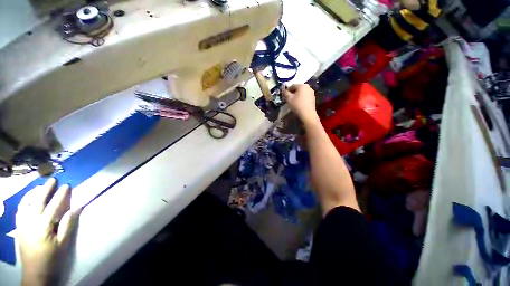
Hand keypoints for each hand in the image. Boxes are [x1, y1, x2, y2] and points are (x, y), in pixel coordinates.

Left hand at [16, 178, 80, 285]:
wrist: (35, 273)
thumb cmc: (52, 259)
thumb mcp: (63, 245)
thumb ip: (67, 226)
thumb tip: (74, 209)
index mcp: (43, 227)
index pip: (53, 206)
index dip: (61, 195)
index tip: (67, 185)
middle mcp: (30, 222)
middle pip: (37, 201)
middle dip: (45, 189)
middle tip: (53, 180)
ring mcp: (22, 225)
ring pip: (26, 204)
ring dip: (33, 193)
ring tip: (40, 187)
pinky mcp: (19, 228)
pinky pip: (20, 210)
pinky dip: (24, 202)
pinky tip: (28, 200)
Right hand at [282, 84, 318, 123]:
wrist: (307, 114)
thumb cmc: (297, 105)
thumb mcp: (288, 99)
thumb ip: (285, 93)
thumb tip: (284, 90)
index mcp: (302, 85)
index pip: (292, 85)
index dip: (287, 90)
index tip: (284, 95)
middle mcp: (308, 87)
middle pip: (298, 89)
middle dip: (292, 93)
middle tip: (288, 99)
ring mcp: (312, 93)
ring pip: (302, 93)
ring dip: (297, 96)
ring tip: (293, 102)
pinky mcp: (313, 98)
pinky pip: (305, 97)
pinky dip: (301, 99)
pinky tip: (299, 104)